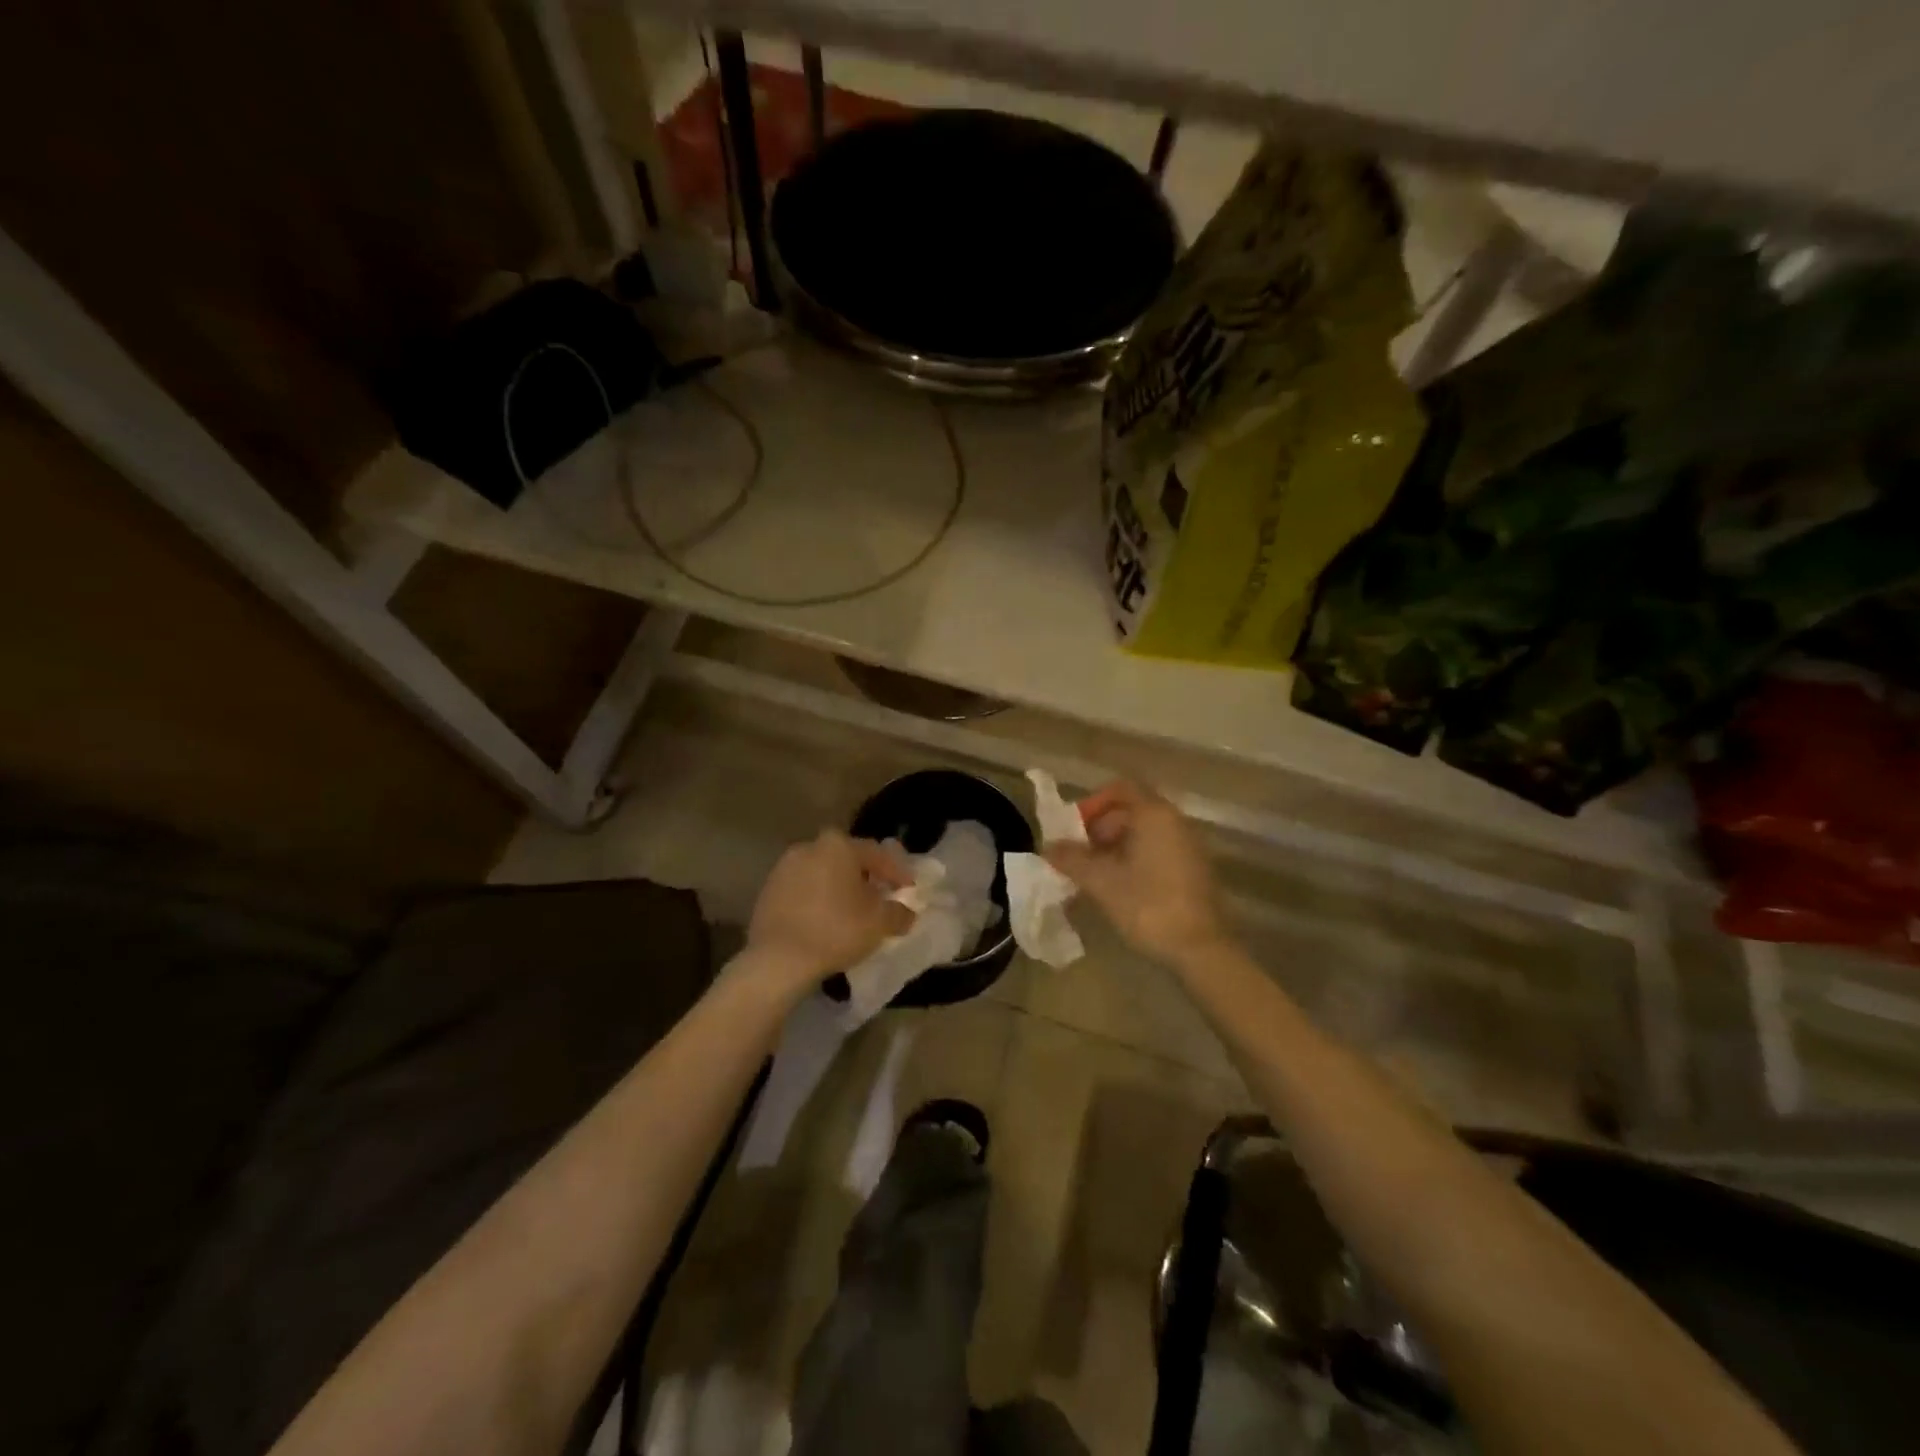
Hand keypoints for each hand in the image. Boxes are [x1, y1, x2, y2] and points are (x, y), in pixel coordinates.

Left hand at [745, 830, 914, 991]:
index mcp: (839, 846)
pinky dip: (818, 899)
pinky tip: (825, 919)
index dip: (897, 872)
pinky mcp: (768, 889)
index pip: (877, 854)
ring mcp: (785, 867)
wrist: (778, 959)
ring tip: (852, 910)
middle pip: (847, 859)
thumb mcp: (879, 923)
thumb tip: (906, 912)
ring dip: (839, 887)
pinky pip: (803, 889)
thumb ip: (899, 913)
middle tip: (880, 896)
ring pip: (823, 872)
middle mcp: (810, 847)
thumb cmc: (836, 930)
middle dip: (866, 876)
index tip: (909, 889)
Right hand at [1045, 780, 1227, 965]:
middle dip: (1099, 828)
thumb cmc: (1148, 906)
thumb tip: (1047, 847)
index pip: (1119, 789)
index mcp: (1154, 814)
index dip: (1092, 804)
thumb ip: (1072, 859)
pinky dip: (1132, 859)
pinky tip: (1116, 887)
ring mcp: (1187, 845)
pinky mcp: (1192, 869)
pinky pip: (1156, 850)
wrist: (1201, 949)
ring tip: (1091, 874)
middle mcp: (1174, 821)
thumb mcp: (1101, 881)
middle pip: (1130, 810)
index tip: (1073, 829)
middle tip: (1077, 855)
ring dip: (1113, 847)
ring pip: (1142, 833)